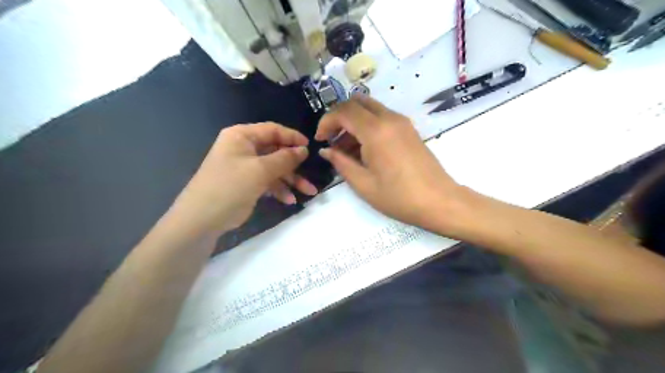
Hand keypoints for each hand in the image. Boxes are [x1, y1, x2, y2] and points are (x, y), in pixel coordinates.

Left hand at [171, 122, 315, 233]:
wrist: (202, 219)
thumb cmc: (230, 186)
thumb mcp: (260, 170)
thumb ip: (285, 158)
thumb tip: (304, 149)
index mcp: (242, 136)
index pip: (272, 130)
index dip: (292, 137)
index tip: (310, 147)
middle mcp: (243, 148)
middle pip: (276, 151)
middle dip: (295, 166)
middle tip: (311, 174)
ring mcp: (245, 167)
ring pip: (275, 169)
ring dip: (291, 180)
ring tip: (308, 193)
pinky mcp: (246, 183)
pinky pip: (268, 182)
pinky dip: (279, 189)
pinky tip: (290, 200)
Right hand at [316, 96, 466, 233]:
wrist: (439, 201)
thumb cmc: (398, 197)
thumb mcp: (363, 184)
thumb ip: (341, 163)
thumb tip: (326, 151)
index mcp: (376, 131)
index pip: (344, 111)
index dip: (327, 121)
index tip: (320, 139)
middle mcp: (390, 118)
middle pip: (357, 102)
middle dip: (339, 117)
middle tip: (332, 139)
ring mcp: (402, 122)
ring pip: (370, 109)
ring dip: (354, 122)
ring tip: (346, 150)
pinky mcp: (409, 129)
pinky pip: (382, 118)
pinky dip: (368, 126)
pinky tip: (364, 151)